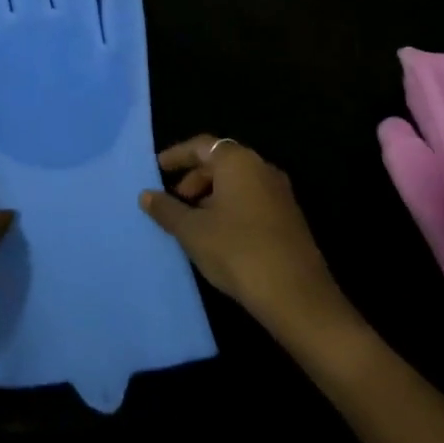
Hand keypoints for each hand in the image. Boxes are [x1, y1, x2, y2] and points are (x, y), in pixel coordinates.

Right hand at [141, 136, 359, 339]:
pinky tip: (218, 236)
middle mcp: (262, 169)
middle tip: (174, 201)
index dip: (177, 155)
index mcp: (238, 162)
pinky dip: (229, 208)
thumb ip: (166, 209)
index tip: (158, 168)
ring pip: (237, 183)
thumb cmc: (237, 251)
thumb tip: (146, 195)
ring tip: (192, 223)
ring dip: (211, 196)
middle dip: (193, 178)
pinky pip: (251, 201)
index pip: (201, 145)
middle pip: (220, 162)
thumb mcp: (192, 231)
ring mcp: (280, 194)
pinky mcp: (289, 218)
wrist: (297, 297)